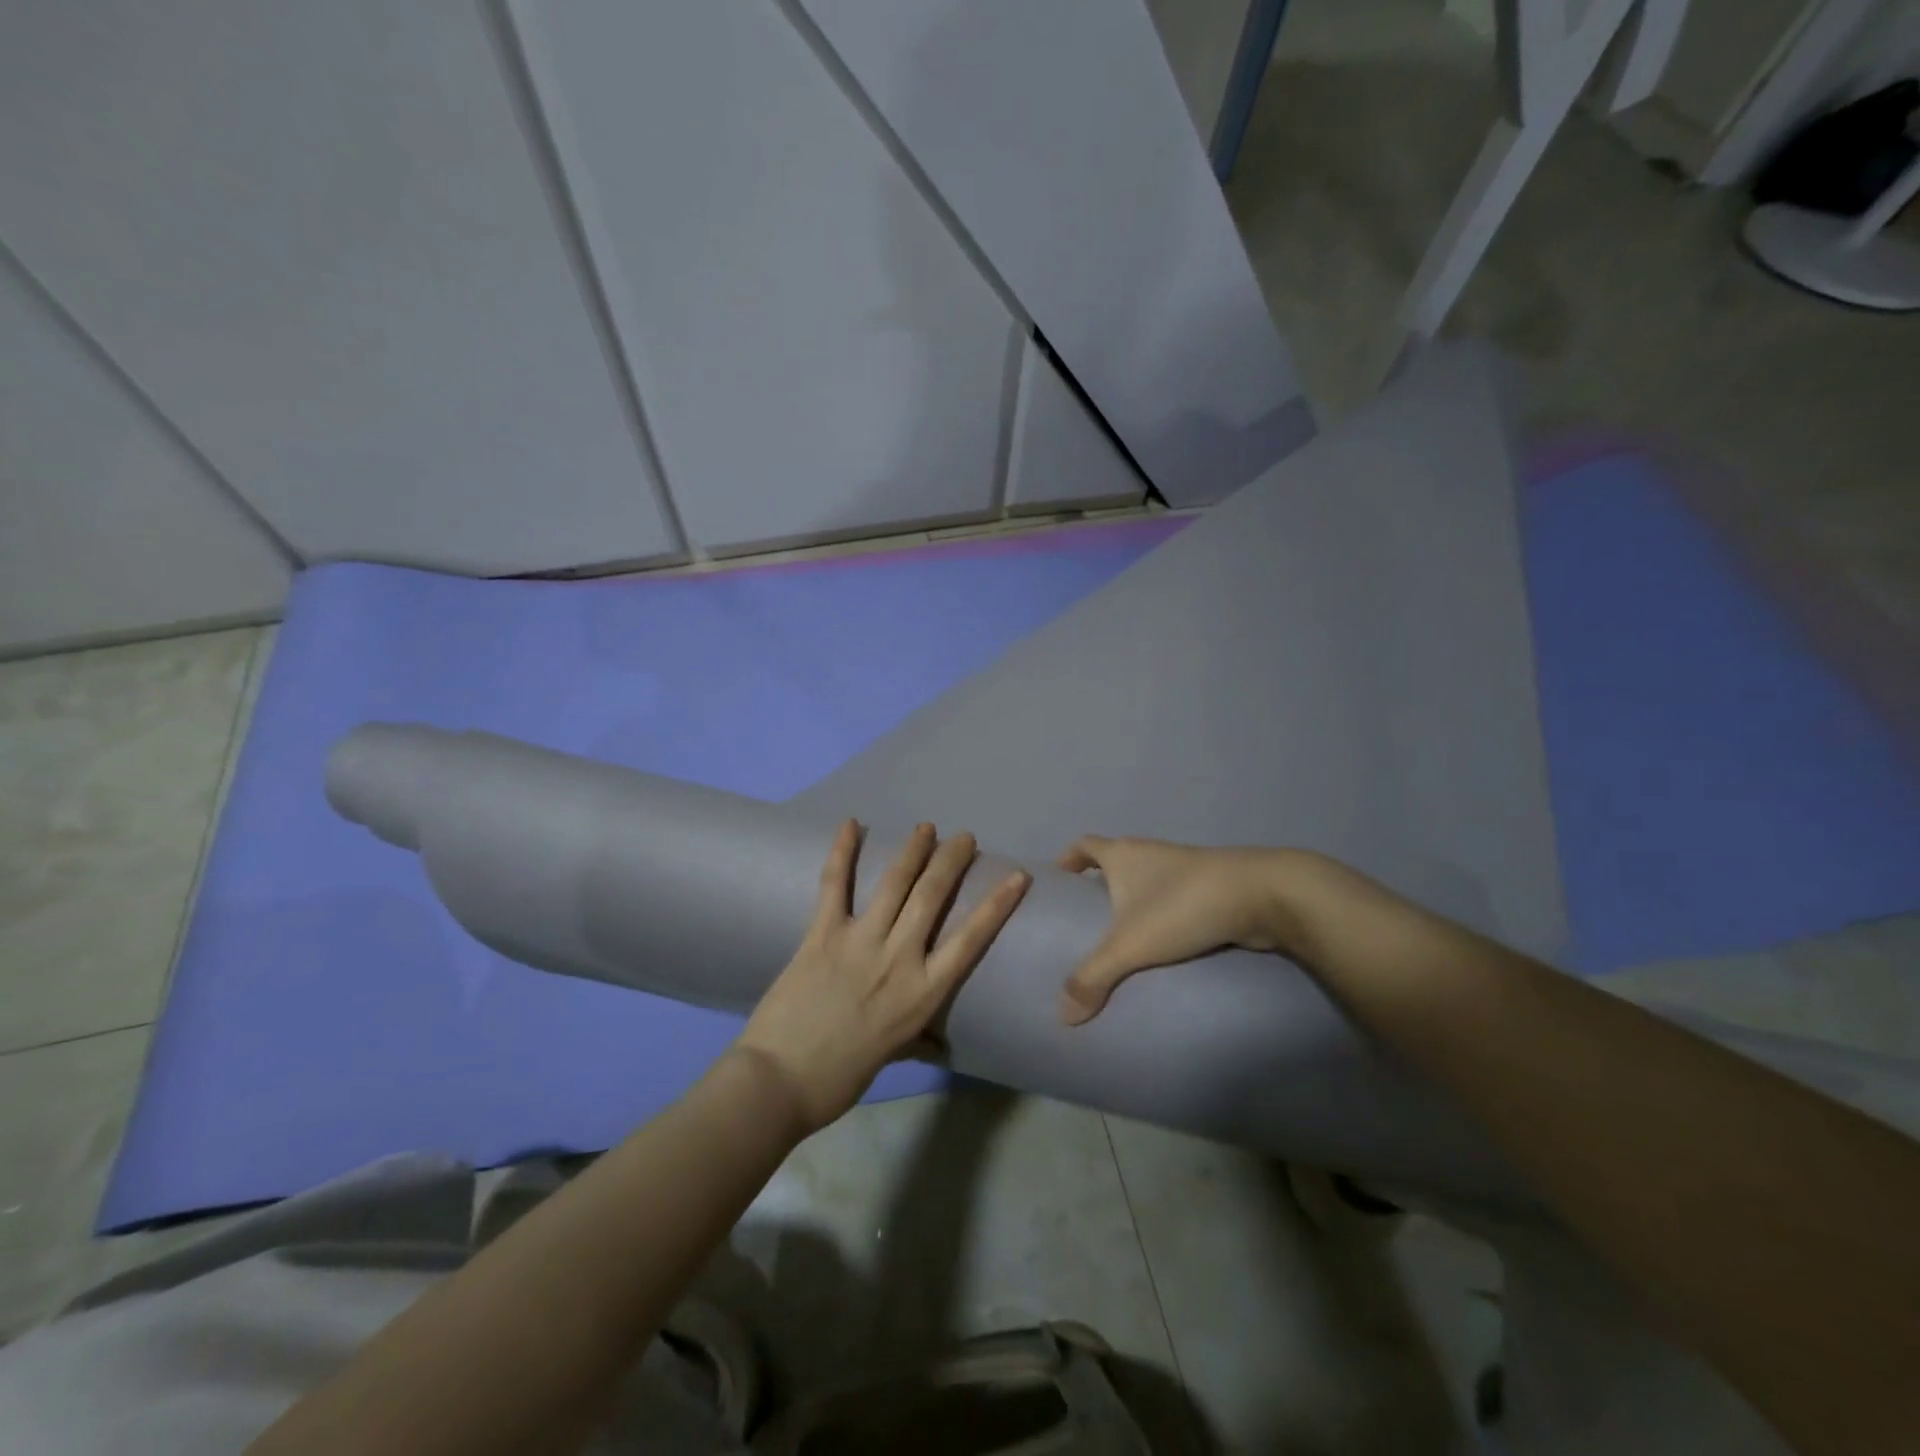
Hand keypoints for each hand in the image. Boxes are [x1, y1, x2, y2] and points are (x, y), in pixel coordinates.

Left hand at [737, 820, 1029, 1133]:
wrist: (779, 1082)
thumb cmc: (840, 1078)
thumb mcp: (894, 1056)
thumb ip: (918, 1039)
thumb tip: (939, 1043)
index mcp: (923, 993)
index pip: (971, 939)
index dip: (997, 904)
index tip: (1016, 876)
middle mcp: (899, 958)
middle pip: (933, 896)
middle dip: (952, 861)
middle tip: (964, 838)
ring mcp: (860, 941)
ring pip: (894, 883)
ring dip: (913, 850)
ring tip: (927, 827)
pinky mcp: (822, 933)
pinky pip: (834, 885)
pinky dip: (842, 852)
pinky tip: (851, 823)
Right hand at [1056, 836, 1294, 1024]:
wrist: (1263, 895)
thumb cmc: (1183, 906)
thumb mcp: (1130, 945)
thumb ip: (1094, 977)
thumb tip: (1062, 1015)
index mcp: (1123, 854)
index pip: (1084, 845)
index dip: (1067, 859)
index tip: (1058, 882)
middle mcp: (1149, 852)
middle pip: (1114, 862)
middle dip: (1099, 886)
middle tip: (1085, 921)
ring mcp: (1183, 867)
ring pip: (1146, 881)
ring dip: (1134, 902)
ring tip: (1121, 940)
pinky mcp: (1210, 886)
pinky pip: (1173, 898)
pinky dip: (1163, 915)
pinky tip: (1163, 945)